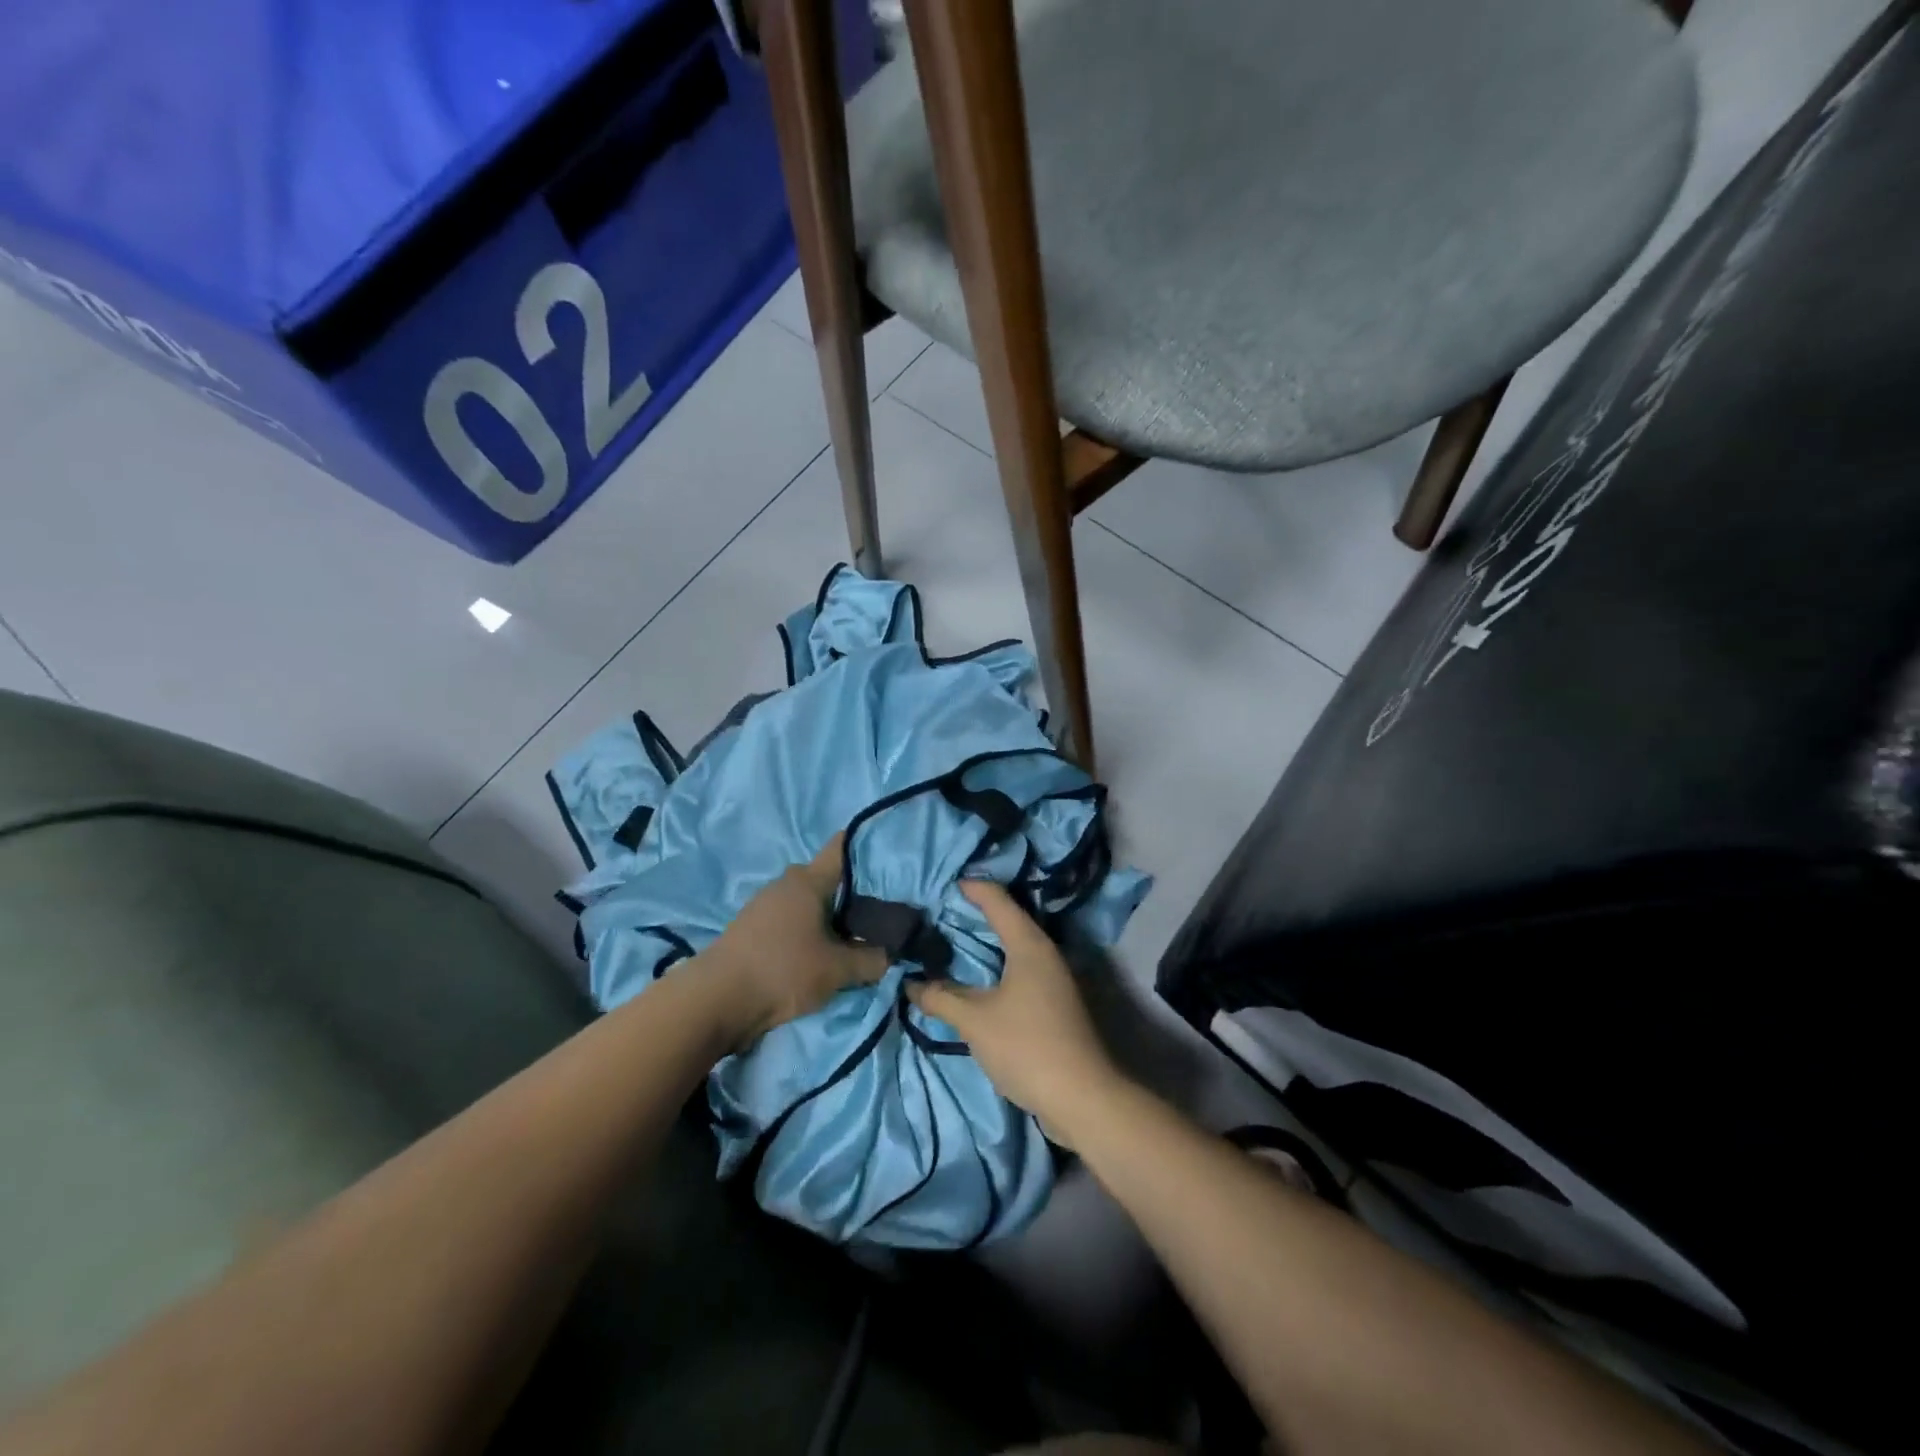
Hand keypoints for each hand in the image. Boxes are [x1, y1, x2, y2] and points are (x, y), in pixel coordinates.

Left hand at [701, 834, 889, 1048]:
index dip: (868, 849)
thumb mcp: (837, 970)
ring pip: (808, 901)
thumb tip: (892, 954)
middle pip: (827, 878)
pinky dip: (807, 929)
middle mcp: (786, 883)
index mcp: (808, 880)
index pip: (842, 848)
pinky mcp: (752, 928)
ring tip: (853, 935)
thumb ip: (871, 960)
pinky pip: (791, 919)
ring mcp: (765, 904)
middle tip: (880, 911)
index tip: (890, 861)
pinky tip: (820, 949)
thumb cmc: (783, 971)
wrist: (716, 1000)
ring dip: (828, 915)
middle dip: (852, 892)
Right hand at [906, 880, 1122, 1143]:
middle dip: (976, 914)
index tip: (944, 883)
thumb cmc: (1027, 1046)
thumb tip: (912, 984)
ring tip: (952, 942)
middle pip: (1008, 920)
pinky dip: (997, 966)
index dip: (972, 888)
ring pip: (1015, 947)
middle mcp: (1045, 953)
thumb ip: (941, 998)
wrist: (1082, 1097)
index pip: (997, 901)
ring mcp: (1054, 979)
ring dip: (986, 943)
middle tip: (941, 911)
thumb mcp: (975, 1021)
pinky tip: (976, 980)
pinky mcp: (1055, 1003)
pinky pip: (1020, 970)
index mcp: (1029, 944)